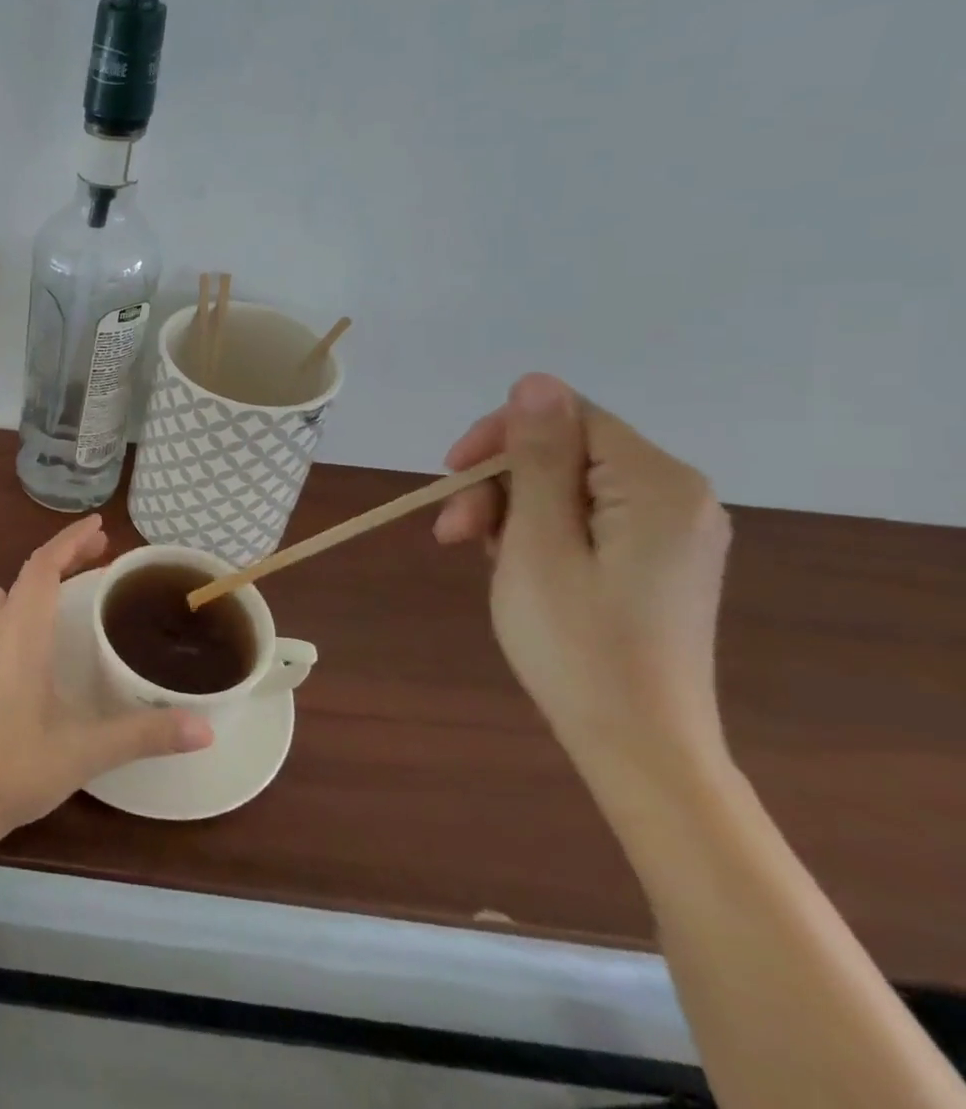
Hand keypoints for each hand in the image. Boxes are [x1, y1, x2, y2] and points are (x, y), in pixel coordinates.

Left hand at [0, 516, 213, 847]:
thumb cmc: (20, 767)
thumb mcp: (87, 750)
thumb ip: (145, 734)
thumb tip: (206, 727)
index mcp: (26, 636)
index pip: (44, 568)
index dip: (69, 541)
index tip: (99, 525)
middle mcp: (5, 633)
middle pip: (31, 573)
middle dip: (65, 552)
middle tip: (103, 546)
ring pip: (17, 592)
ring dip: (46, 572)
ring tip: (78, 568)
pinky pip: (5, 615)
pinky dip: (22, 596)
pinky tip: (18, 603)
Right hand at [434, 374, 733, 776]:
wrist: (637, 745)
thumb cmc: (576, 642)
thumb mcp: (538, 542)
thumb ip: (538, 458)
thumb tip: (535, 382)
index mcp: (657, 484)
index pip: (567, 416)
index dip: (500, 436)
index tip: (450, 478)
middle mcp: (678, 497)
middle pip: (565, 451)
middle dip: (499, 482)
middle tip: (454, 534)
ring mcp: (672, 531)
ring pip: (568, 486)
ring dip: (510, 510)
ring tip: (477, 555)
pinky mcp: (657, 561)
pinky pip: (585, 518)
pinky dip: (538, 532)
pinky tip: (514, 566)